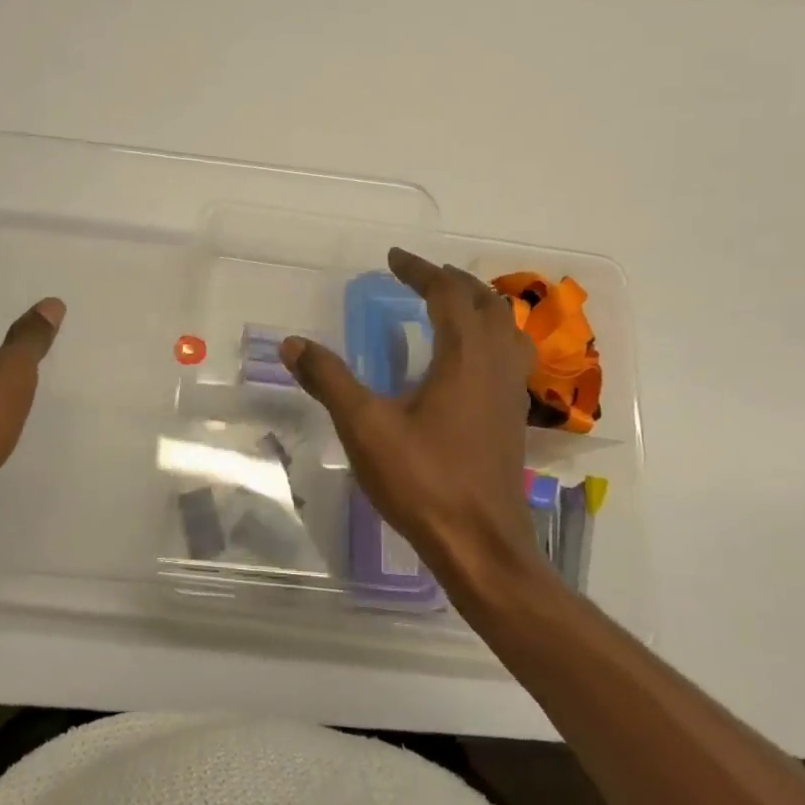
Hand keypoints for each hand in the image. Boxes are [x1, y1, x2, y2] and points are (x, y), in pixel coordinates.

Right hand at [281, 248, 548, 590]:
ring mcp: (510, 394)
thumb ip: (329, 380)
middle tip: (419, 276)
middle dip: (452, 282)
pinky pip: (508, 357)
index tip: (394, 258)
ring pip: (505, 329)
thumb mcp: (365, 427)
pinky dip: (489, 337)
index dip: (420, 270)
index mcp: (465, 358)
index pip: (448, 294)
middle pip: (486, 304)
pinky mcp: (512, 419)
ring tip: (448, 305)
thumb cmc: (424, 481)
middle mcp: (495, 366)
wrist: (481, 546)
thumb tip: (293, 344)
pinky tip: (465, 362)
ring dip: (478, 307)